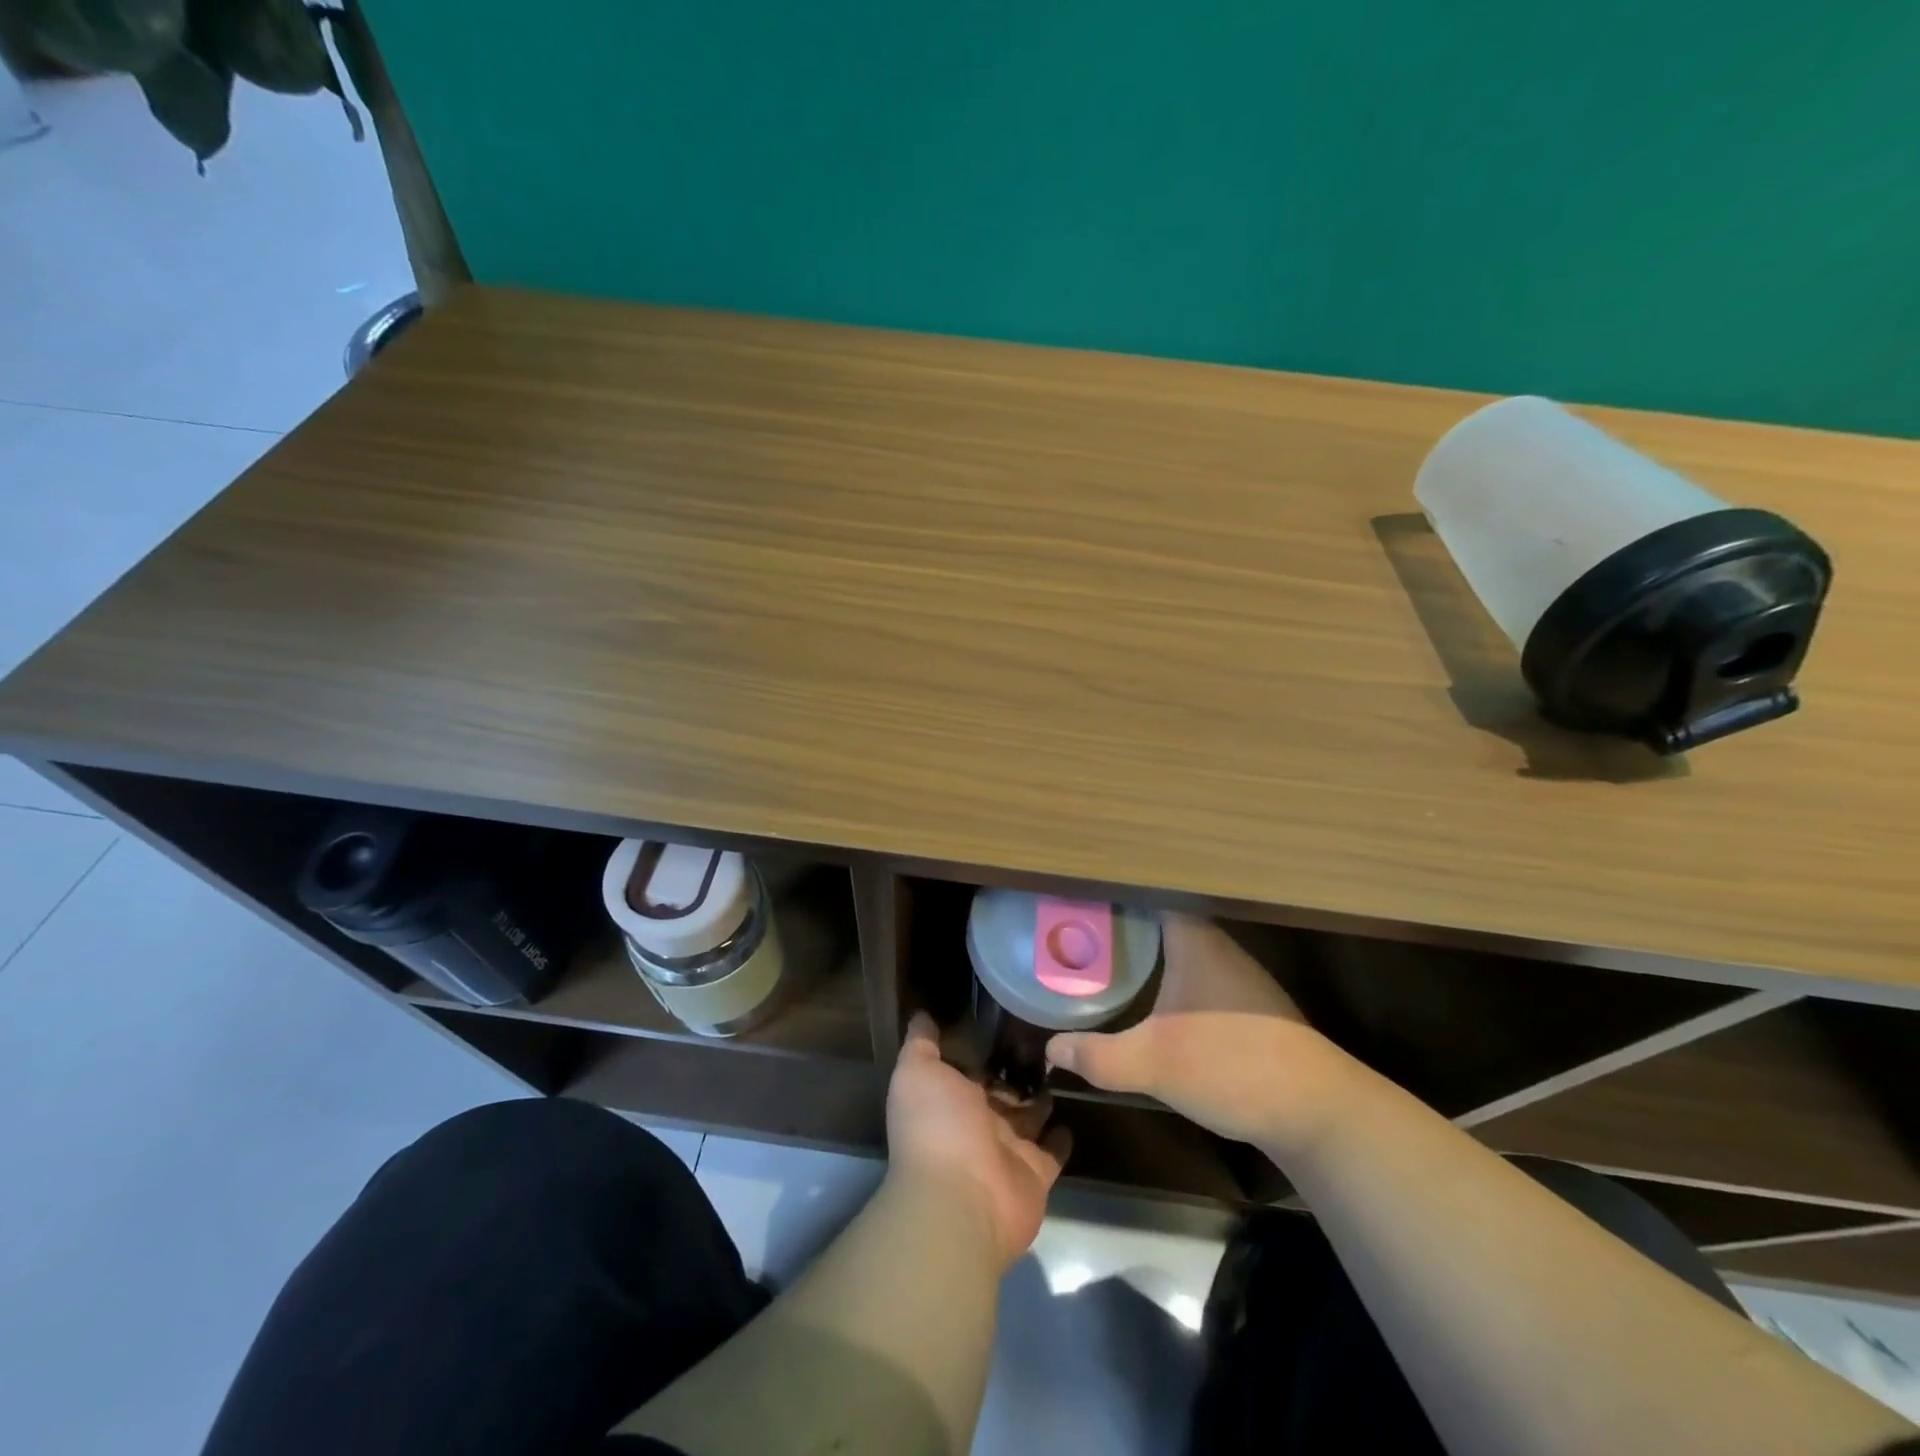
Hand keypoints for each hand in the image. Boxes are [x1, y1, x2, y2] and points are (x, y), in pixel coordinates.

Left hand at [886, 1012, 1069, 1268]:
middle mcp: (977, 1122)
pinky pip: (1052, 1150)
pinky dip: (1061, 1136)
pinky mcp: (1036, 1172)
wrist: (962, 1197)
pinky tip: (1073, 1111)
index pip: (971, 1066)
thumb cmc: (936, 1125)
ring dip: (1041, 1096)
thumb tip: (921, 1013)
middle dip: (1018, 1068)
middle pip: (1001, 1090)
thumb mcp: (917, 1072)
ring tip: (1066, 1062)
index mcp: (950, 1097)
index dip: (985, 1044)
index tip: (1007, 1013)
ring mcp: (1008, 1148)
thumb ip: (920, 1043)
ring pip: (1029, 1115)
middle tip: (1047, 1034)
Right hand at [1046, 914, 1359, 1155]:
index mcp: (1195, 939)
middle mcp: (1218, 946)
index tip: (1079, 892)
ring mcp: (1237, 976)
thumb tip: (1050, 1049)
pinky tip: (1149, 995)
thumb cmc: (1232, 1065)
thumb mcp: (1154, 1063)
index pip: (1151, 892)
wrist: (1319, 1112)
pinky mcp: (1248, 1005)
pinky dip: (1167, 974)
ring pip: (1180, 945)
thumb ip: (1098, 1056)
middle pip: (1162, 916)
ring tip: (1103, 954)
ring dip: (1146, 947)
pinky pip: (1195, 972)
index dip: (1115, 888)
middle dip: (1121, 919)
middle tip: (1077, 926)